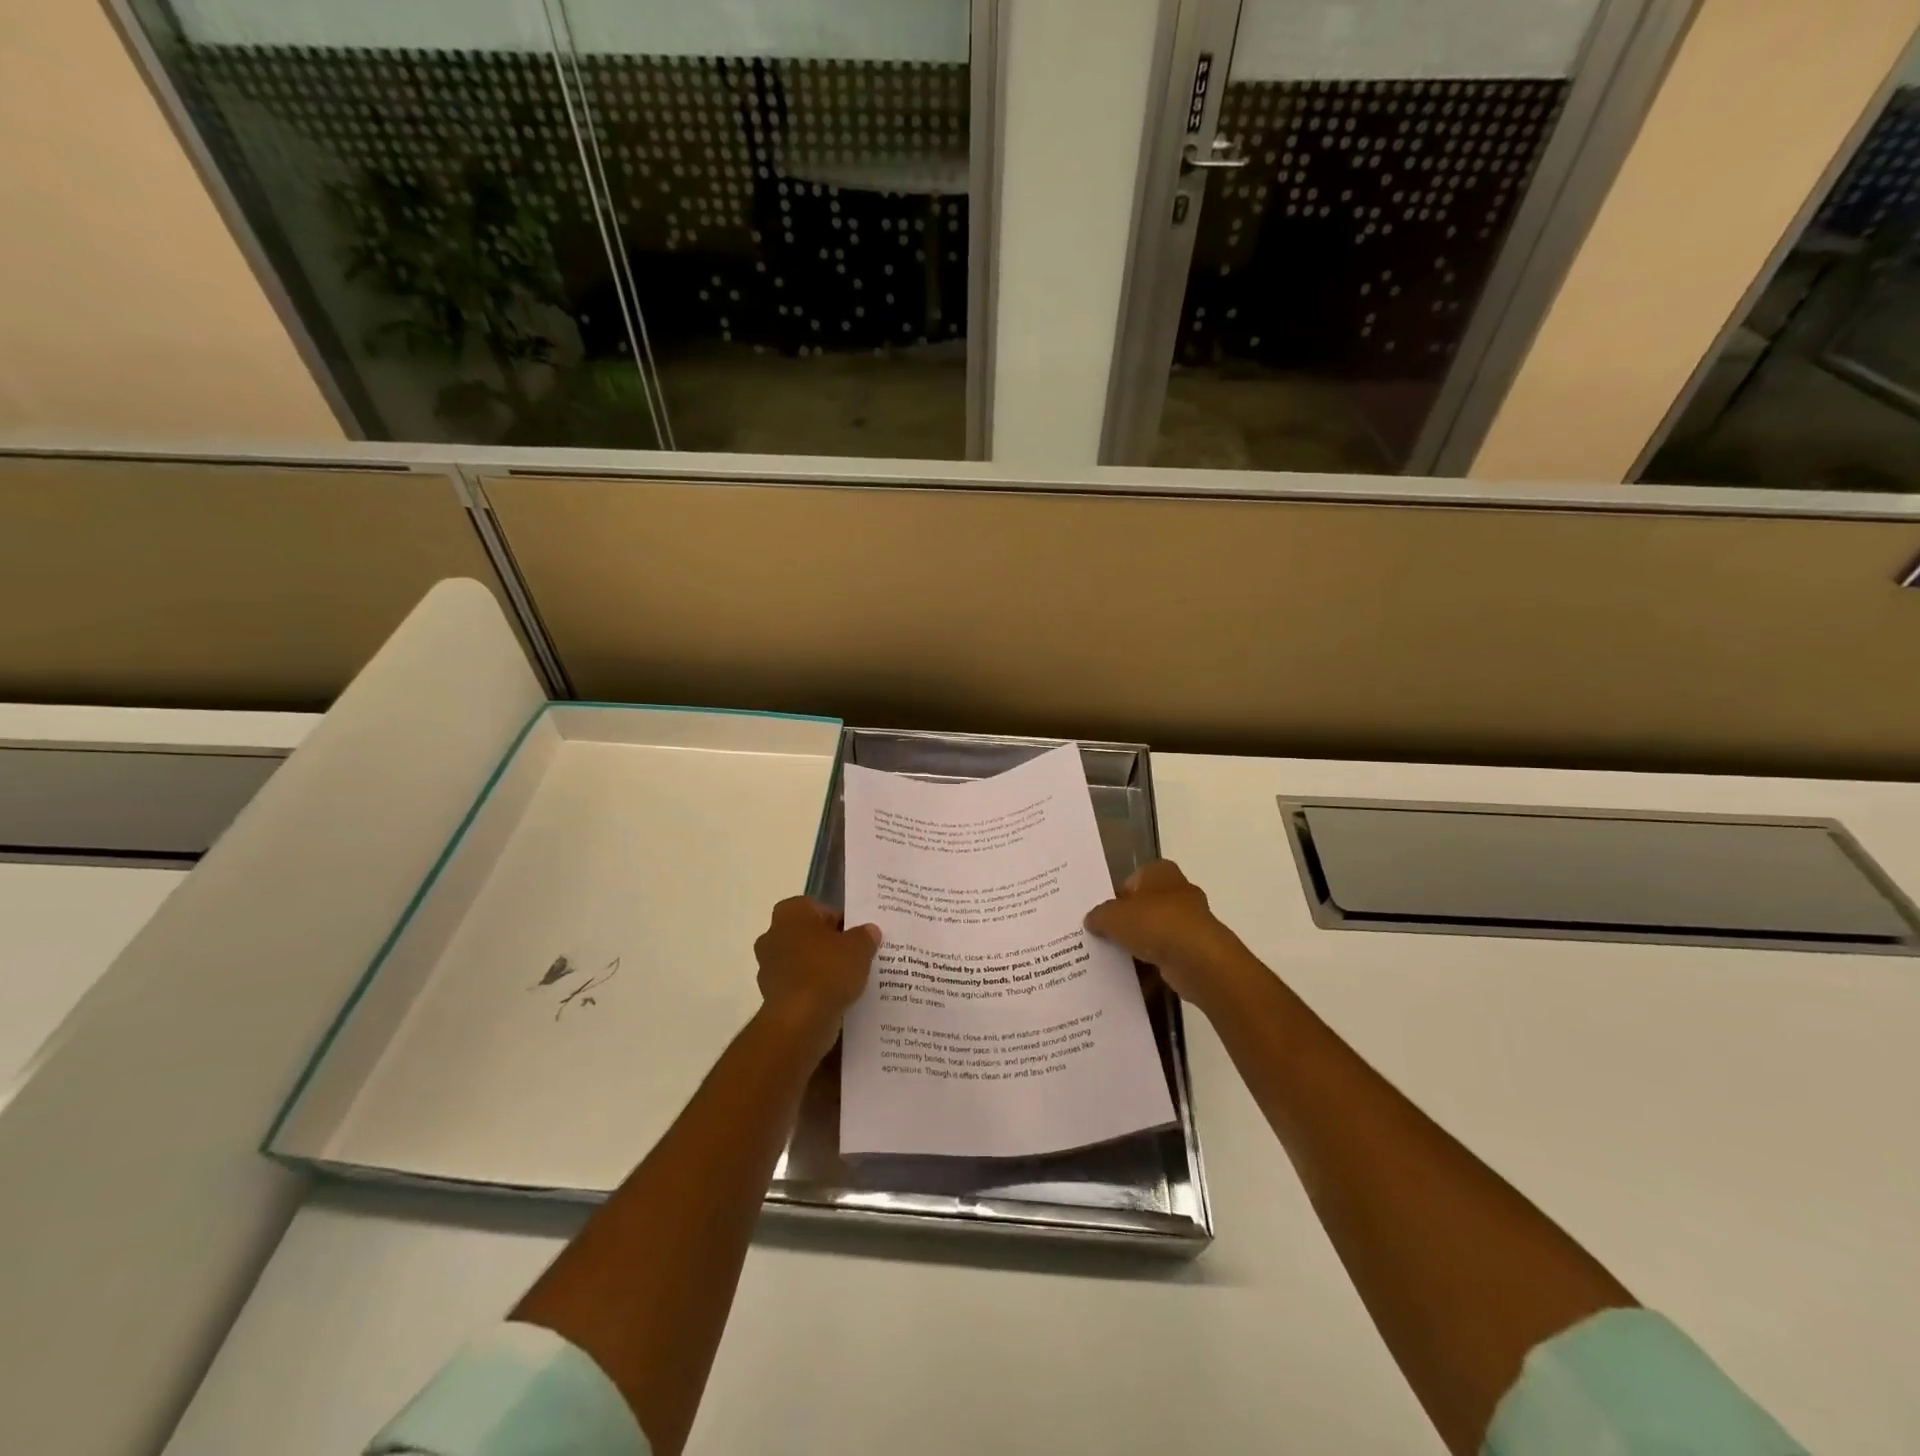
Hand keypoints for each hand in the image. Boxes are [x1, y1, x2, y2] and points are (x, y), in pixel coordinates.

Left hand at [753, 897, 880, 1058]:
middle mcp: (773, 934)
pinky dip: (812, 990)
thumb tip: (869, 930)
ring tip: (848, 980)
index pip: (819, 908)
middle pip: (808, 934)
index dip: (840, 920)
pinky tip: (834, 999)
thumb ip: (865, 935)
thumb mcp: (859, 947)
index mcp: (791, 912)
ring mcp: (768, 966)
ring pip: (802, 960)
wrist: (799, 1021)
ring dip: (820, 968)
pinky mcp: (771, 995)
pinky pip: (798, 985)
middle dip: (828, 944)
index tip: (857, 936)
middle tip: (854, 956)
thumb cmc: (827, 971)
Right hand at [1085, 860, 1262, 1015]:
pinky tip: (1136, 973)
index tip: (1102, 915)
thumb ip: (1099, 915)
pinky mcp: (1196, 948)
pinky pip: (1167, 952)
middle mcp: (1178, 890)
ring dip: (1141, 943)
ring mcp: (1191, 920)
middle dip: (1128, 921)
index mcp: (1160, 872)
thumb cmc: (1154, 923)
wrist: (1197, 959)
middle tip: (1104, 936)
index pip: (1132, 879)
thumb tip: (1092, 920)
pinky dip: (1153, 961)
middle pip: (1145, 905)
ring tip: (1116, 957)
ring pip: (1156, 930)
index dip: (1116, 896)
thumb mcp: (1112, 916)